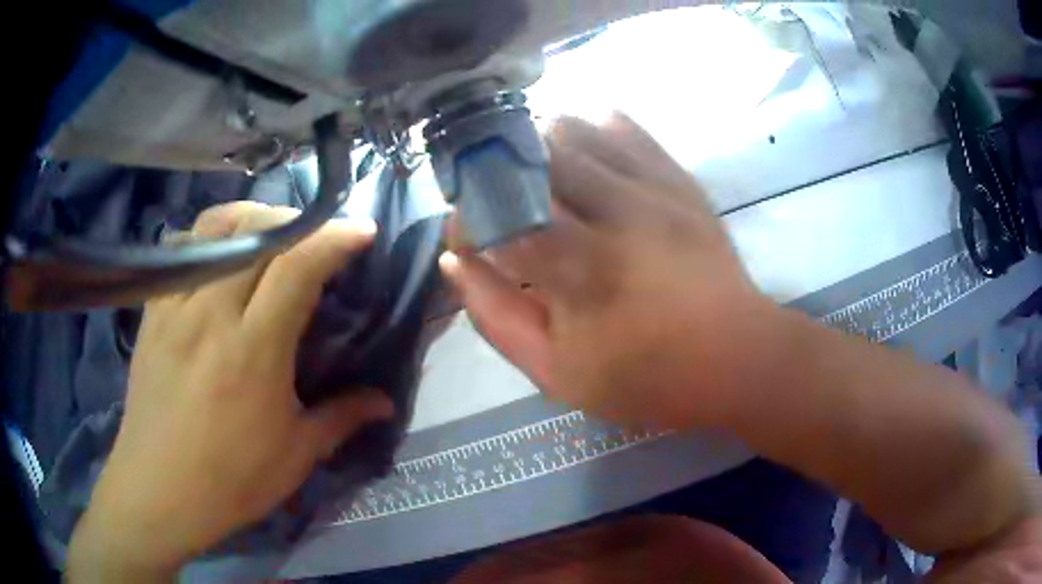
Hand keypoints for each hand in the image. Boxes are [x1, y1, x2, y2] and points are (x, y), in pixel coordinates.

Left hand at [69, 203, 393, 578]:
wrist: (159, 490)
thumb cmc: (231, 480)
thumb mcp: (296, 456)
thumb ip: (342, 417)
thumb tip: (385, 402)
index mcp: (253, 350)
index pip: (296, 267)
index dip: (334, 239)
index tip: (362, 230)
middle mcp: (211, 313)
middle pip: (257, 232)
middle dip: (299, 221)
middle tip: (320, 235)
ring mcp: (176, 306)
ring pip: (216, 228)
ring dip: (253, 217)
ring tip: (271, 233)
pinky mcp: (153, 311)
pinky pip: (182, 249)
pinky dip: (211, 238)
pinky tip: (222, 255)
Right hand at [441, 114, 778, 429]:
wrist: (736, 357)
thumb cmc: (647, 377)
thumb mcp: (558, 372)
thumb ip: (498, 316)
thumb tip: (456, 259)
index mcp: (577, 269)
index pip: (493, 215)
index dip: (466, 220)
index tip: (468, 237)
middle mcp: (612, 213)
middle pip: (530, 154)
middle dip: (498, 172)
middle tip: (500, 202)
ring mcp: (651, 188)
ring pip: (574, 129)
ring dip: (541, 146)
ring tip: (540, 178)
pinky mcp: (678, 179)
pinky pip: (625, 128)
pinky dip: (592, 129)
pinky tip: (584, 153)